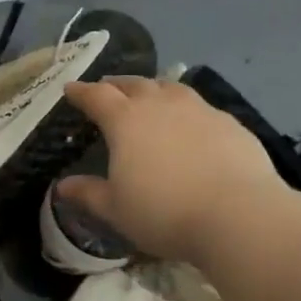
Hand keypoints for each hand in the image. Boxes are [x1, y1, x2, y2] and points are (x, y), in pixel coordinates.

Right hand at [57, 77, 287, 265]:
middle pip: (134, 84)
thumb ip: (88, 193)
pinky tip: (190, 124)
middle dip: (116, 84)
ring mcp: (199, 110)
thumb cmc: (164, 213)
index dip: (80, 91)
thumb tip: (62, 187)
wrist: (239, 216)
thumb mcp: (116, 210)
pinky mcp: (230, 123)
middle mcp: (160, 105)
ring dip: (153, 88)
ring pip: (170, 87)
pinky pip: (200, 107)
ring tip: (149, 96)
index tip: (70, 89)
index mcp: (125, 120)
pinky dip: (186, 109)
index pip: (96, 96)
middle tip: (107, 89)